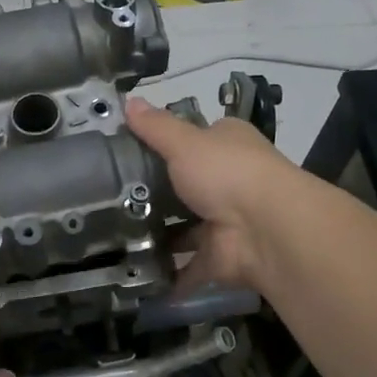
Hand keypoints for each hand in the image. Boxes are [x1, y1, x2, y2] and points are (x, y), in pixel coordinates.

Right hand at [125, 95, 299, 290]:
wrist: (265, 229)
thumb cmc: (226, 172)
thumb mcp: (183, 142)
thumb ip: (155, 127)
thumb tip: (127, 101)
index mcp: (228, 143)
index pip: (197, 138)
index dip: (167, 143)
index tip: (130, 152)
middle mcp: (231, 180)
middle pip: (189, 184)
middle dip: (158, 192)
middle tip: (112, 197)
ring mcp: (227, 221)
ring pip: (188, 228)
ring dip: (161, 235)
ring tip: (115, 236)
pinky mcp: (221, 257)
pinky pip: (189, 267)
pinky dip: (169, 274)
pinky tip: (136, 276)